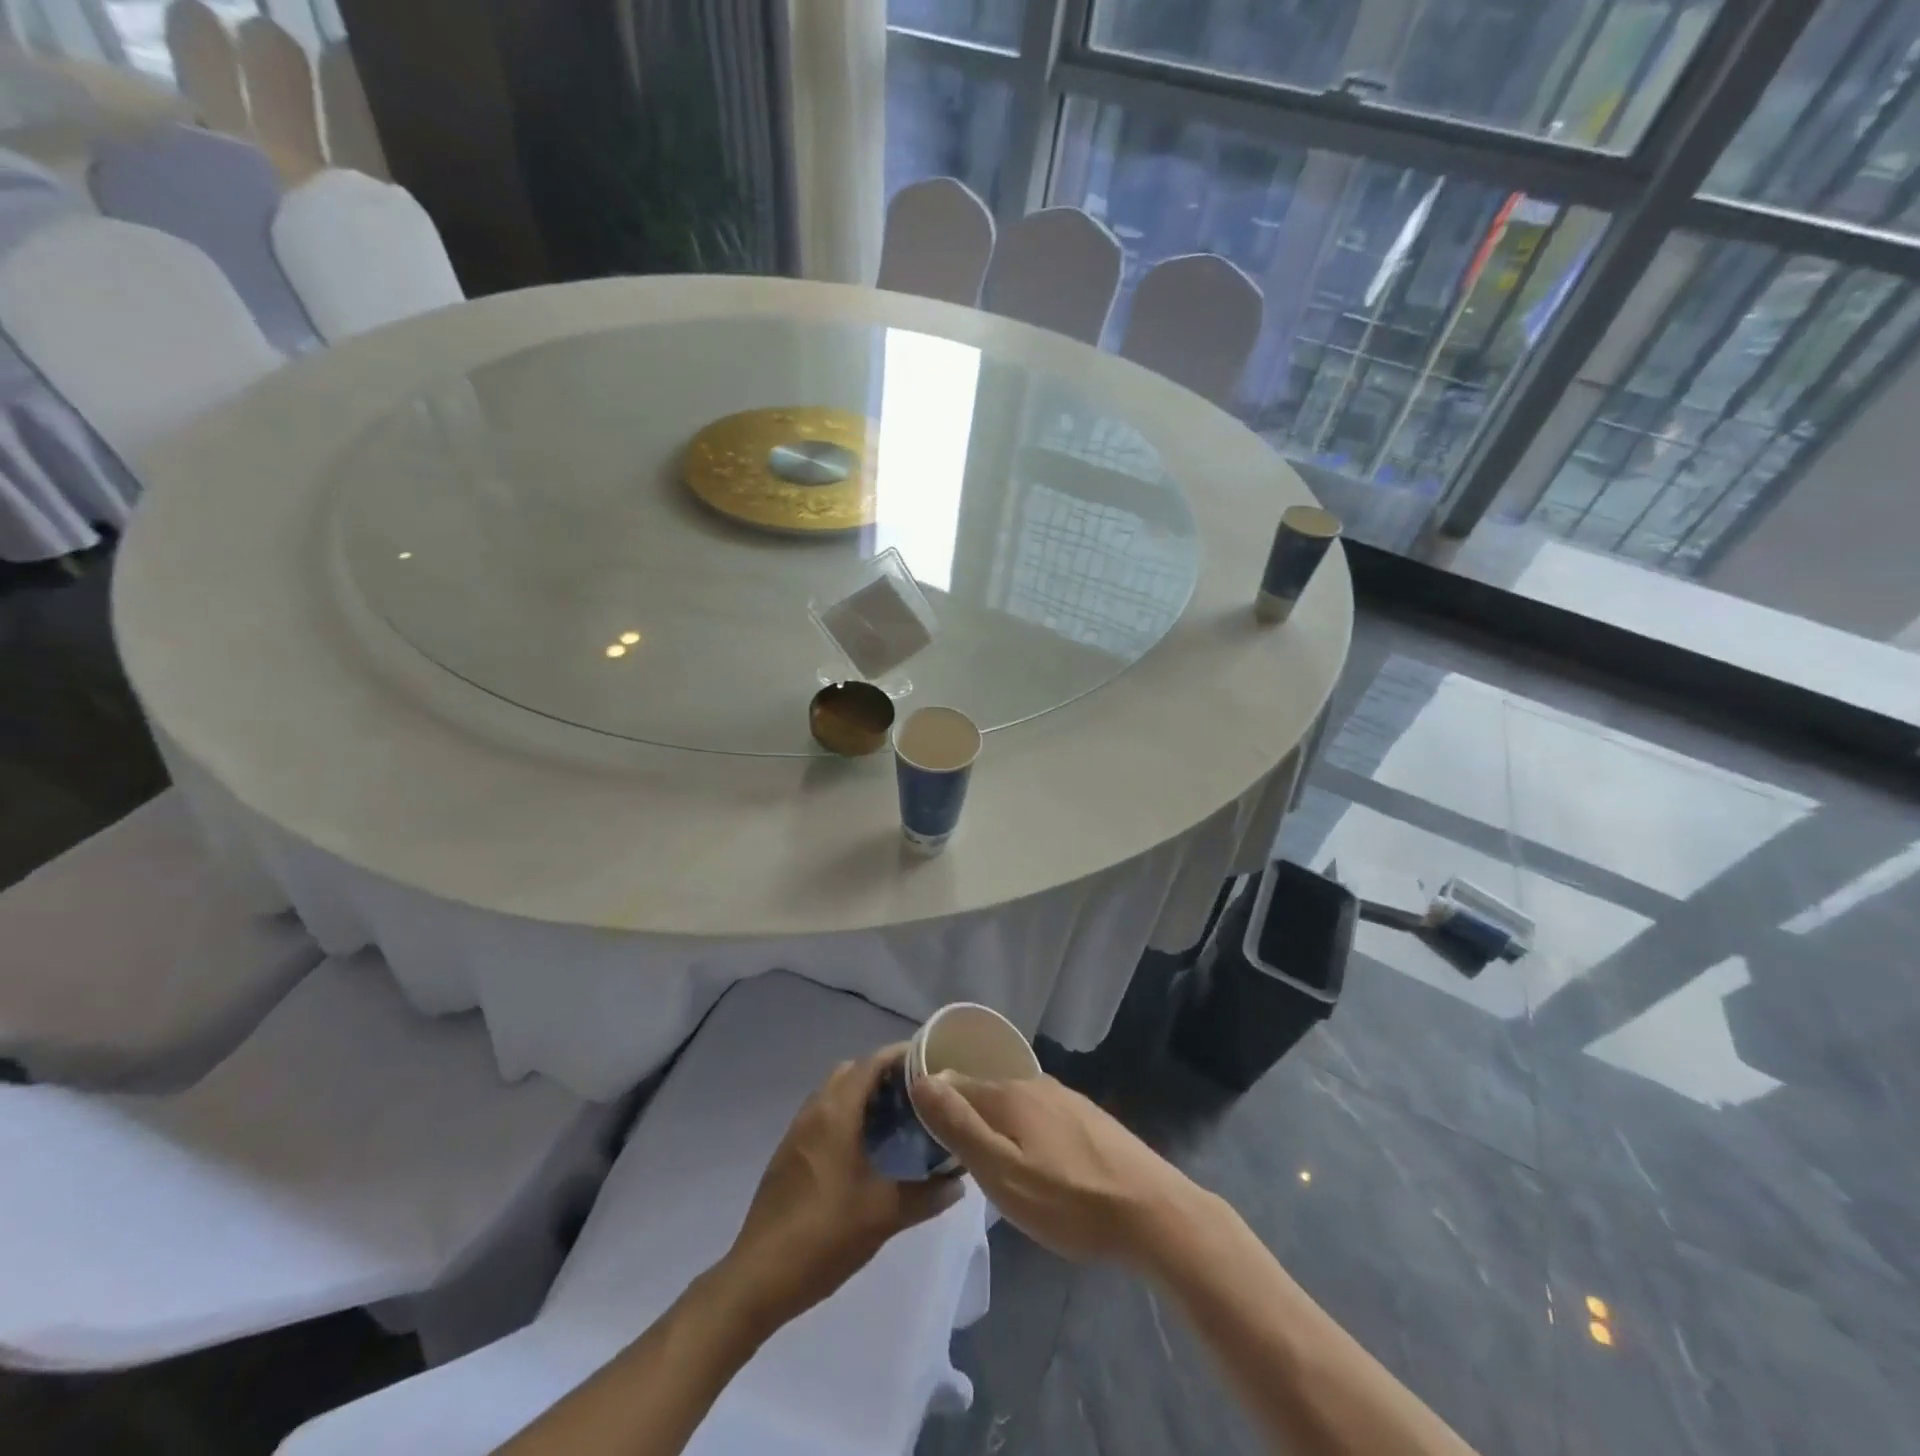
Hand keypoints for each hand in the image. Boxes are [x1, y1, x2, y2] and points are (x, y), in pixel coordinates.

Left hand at [719, 1047, 964, 1334]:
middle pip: (853, 1071)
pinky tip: (866, 1149)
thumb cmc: (824, 1235)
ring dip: (863, 1095)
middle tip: (917, 1094)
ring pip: (835, 1093)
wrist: (758, 1278)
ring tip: (897, 1119)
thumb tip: (958, 1182)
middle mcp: (814, 1111)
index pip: (871, 1063)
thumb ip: (925, 1195)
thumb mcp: (883, 1216)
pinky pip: (823, 1116)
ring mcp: (797, 1132)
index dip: (901, 1056)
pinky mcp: (789, 1154)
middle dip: (884, 1074)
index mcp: (836, 1113)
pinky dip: (847, 1115)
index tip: (931, 1062)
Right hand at [912, 1071, 1207, 1267]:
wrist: (1151, 1212)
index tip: (920, 1131)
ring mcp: (1066, 1099)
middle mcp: (1035, 1084)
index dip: (934, 1102)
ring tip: (990, 1161)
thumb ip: (960, 1127)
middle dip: (966, 1114)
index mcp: (1009, 1094)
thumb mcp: (1002, 1173)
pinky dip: (1026, 1131)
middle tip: (953, 1155)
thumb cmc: (1069, 1200)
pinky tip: (1034, 1161)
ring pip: (1015, 1105)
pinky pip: (1040, 1117)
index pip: (955, 1083)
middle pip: (986, 1092)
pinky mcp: (1088, 1118)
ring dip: (997, 1125)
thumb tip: (921, 1080)